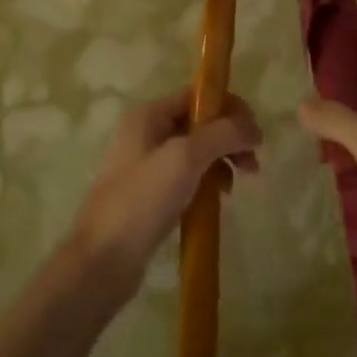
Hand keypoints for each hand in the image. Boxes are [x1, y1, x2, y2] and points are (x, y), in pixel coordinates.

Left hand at [68, 89, 260, 297]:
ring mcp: (146, 165)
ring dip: (220, 162)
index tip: (255, 134)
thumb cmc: (142, 200)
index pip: (197, 96)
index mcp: (149, 115)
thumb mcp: (185, 158)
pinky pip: (186, 178)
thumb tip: (254, 128)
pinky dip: (205, 183)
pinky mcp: (149, 195)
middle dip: (229, 139)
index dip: (229, 108)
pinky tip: (216, 201)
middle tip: (252, 165)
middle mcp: (145, 133)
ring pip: (195, 152)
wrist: (101, 260)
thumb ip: (222, 134)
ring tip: (234, 188)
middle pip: (199, 123)